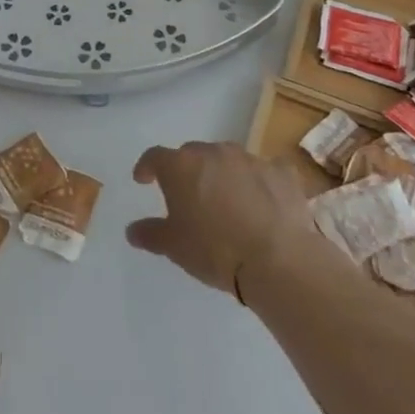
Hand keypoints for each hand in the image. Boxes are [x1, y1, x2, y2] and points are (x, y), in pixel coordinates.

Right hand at [125, 140, 332, 296]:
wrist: (278, 260)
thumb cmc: (215, 250)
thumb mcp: (174, 247)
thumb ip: (150, 234)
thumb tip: (132, 231)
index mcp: (181, 166)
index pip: (155, 157)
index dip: (147, 167)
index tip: (144, 180)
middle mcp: (213, 153)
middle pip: (193, 154)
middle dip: (187, 170)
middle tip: (188, 195)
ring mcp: (250, 159)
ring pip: (228, 159)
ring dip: (222, 173)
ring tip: (227, 199)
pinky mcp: (282, 173)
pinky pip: (266, 170)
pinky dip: (260, 181)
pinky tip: (264, 200)